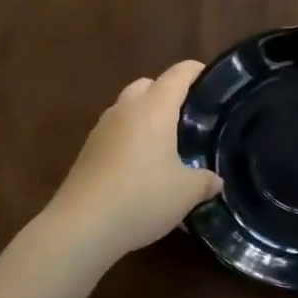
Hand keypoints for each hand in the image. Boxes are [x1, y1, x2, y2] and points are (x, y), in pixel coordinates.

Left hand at [41, 60, 222, 266]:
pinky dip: (130, 136)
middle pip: (148, 84)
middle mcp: (126, 109)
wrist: (82, 226)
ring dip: (146, 115)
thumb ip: (205, 181)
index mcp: (154, 108)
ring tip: (166, 142)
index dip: (197, 71)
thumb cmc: (142, 198)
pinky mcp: (87, 150)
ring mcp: (102, 128)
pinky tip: (141, 164)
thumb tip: (215, 180)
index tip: (213, 79)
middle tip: (189, 116)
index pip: (179, 74)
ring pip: (128, 107)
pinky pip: (115, 130)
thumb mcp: (186, 193)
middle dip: (168, 92)